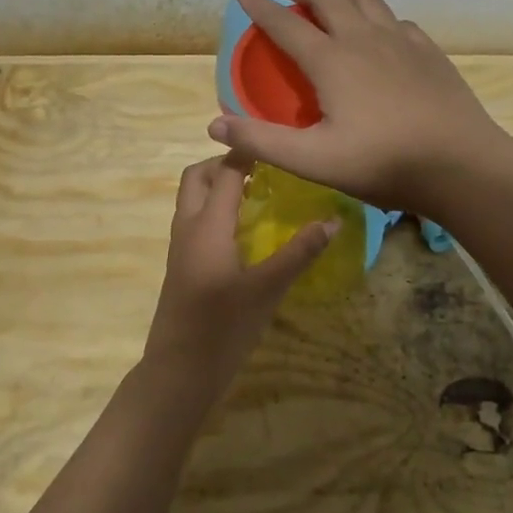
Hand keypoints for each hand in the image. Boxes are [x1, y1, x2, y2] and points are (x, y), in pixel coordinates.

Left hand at [144, 156, 335, 398]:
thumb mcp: (268, 289)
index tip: (276, 140)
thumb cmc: (223, 328)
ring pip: (191, 198)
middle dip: (223, 162)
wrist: (178, 373)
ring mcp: (180, 247)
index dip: (247, 151)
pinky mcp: (182, 265)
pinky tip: (243, 229)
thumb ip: (300, 252)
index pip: (224, 171)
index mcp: (207, 225)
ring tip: (257, 192)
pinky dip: (214, 209)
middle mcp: (188, 227)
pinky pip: (194, 220)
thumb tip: (334, 219)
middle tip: (262, 167)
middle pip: (195, 176)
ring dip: (216, 185)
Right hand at [208, 0, 512, 217]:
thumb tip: (214, 123)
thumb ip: (262, 140)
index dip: (261, 7)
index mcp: (331, 60)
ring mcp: (401, 40)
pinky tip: (379, 31)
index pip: (286, 24)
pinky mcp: (428, 50)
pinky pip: (395, 19)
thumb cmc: (382, 162)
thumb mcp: (313, 160)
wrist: (459, 163)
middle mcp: (364, 38)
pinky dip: (376, 15)